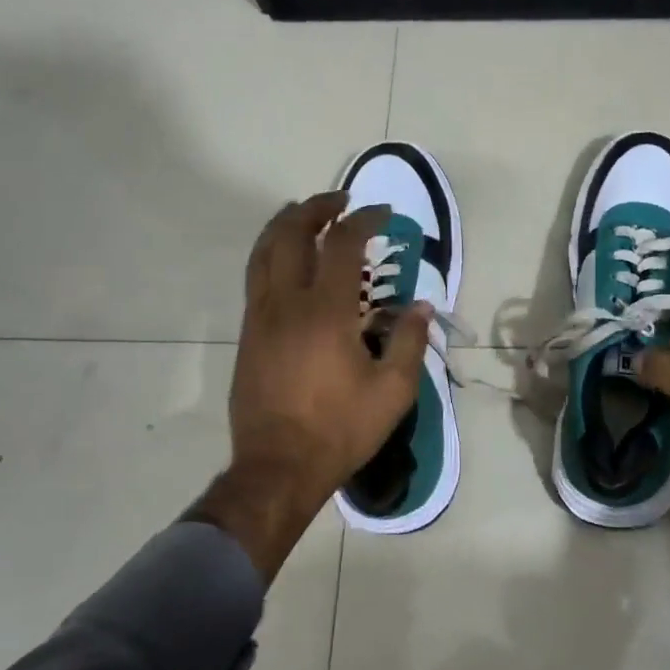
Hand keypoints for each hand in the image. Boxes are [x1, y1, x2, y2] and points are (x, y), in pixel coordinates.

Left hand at [191, 192, 431, 579]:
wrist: (277, 468)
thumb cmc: (340, 429)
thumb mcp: (392, 391)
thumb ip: (408, 341)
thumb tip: (421, 307)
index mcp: (326, 312)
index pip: (342, 244)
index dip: (364, 220)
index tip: (383, 213)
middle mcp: (286, 303)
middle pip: (292, 234)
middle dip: (317, 208)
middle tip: (341, 201)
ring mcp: (260, 317)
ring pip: (263, 252)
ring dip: (286, 225)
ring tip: (308, 215)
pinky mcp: (248, 335)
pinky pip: (256, 277)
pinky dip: (272, 253)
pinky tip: (289, 261)